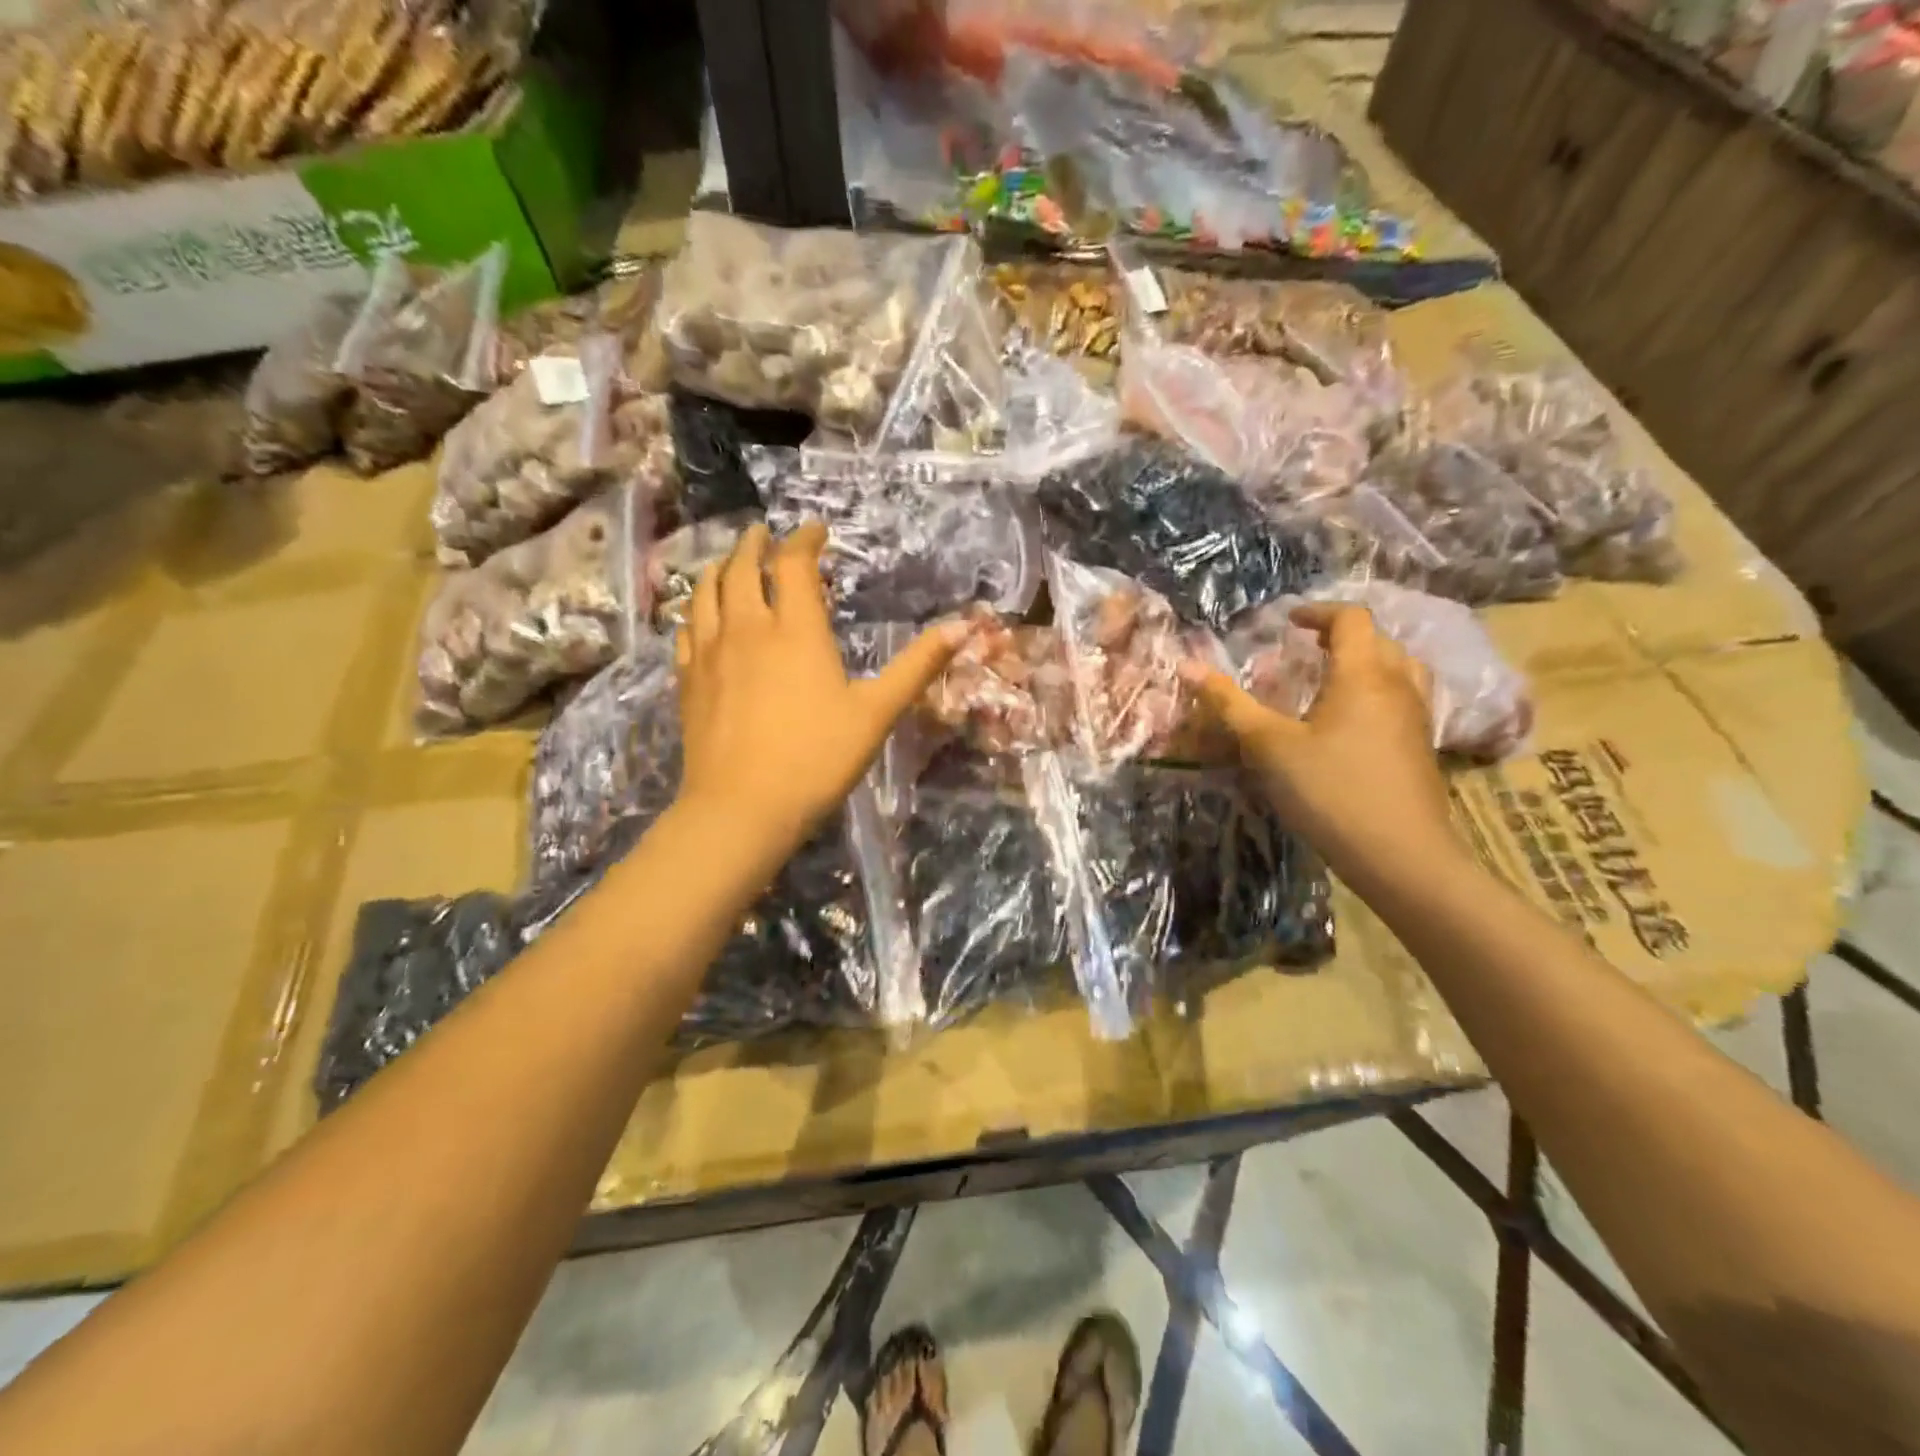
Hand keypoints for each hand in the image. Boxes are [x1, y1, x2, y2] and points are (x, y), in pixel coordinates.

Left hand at [675, 520, 969, 856]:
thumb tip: (964, 626)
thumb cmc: (816, 758)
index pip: (794, 564)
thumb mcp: (877, 712)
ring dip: (719, 568)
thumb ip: (918, 666)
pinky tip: (701, 618)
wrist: (741, 808)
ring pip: (706, 592)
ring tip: (729, 562)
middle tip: (765, 534)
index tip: (817, 531)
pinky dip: (696, 610)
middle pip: (741, 567)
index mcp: (796, 630)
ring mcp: (710, 653)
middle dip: (755, 544)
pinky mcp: (687, 681)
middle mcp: (747, 628)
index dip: (805, 540)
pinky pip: (686, 629)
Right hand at [1183, 602, 1460, 885]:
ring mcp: (1417, 718)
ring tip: (1332, 679)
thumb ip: (1229, 704)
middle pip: (1378, 640)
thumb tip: (1187, 665)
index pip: (1351, 620)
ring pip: (1399, 669)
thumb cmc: (1330, 791)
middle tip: (1305, 648)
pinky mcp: (1422, 748)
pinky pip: (1404, 699)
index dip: (1318, 612)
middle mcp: (1398, 686)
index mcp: (1362, 675)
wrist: (1401, 855)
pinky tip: (1353, 722)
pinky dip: (1379, 691)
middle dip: (1341, 636)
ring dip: (1367, 662)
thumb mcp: (1268, 746)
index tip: (1288, 621)